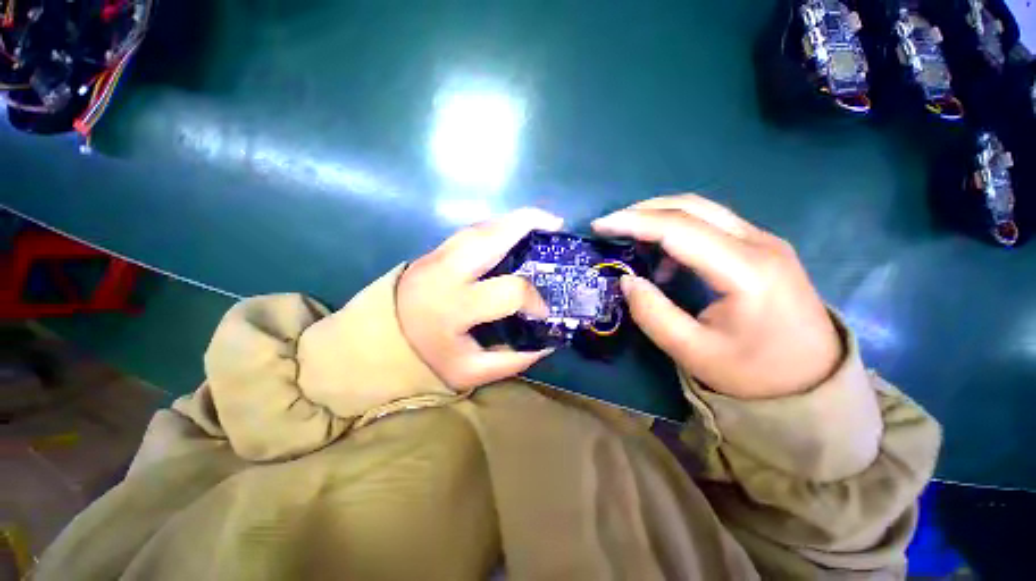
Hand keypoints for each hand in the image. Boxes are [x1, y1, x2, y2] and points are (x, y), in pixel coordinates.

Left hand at [397, 208, 561, 390]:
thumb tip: (547, 342)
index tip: (542, 310)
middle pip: (490, 236)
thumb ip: (513, 360)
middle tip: (556, 225)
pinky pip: (471, 230)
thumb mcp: (470, 373)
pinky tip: (511, 231)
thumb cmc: (425, 359)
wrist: (377, 340)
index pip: (509, 291)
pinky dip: (496, 226)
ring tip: (539, 221)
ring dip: (513, 220)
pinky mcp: (433, 250)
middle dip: (527, 223)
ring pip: (480, 226)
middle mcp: (446, 272)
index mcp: (455, 306)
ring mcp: (436, 255)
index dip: (534, 299)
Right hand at [593, 194, 841, 399]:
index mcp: (745, 270)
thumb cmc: (754, 374)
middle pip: (691, 206)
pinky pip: (713, 226)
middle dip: (643, 210)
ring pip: (703, 211)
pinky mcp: (763, 249)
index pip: (678, 228)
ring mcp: (765, 242)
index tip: (599, 226)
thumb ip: (652, 313)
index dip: (632, 222)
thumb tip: (627, 280)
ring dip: (660, 218)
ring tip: (632, 240)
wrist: (814, 383)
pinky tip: (666, 261)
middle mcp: (759, 243)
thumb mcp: (692, 352)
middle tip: (611, 225)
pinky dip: (679, 232)